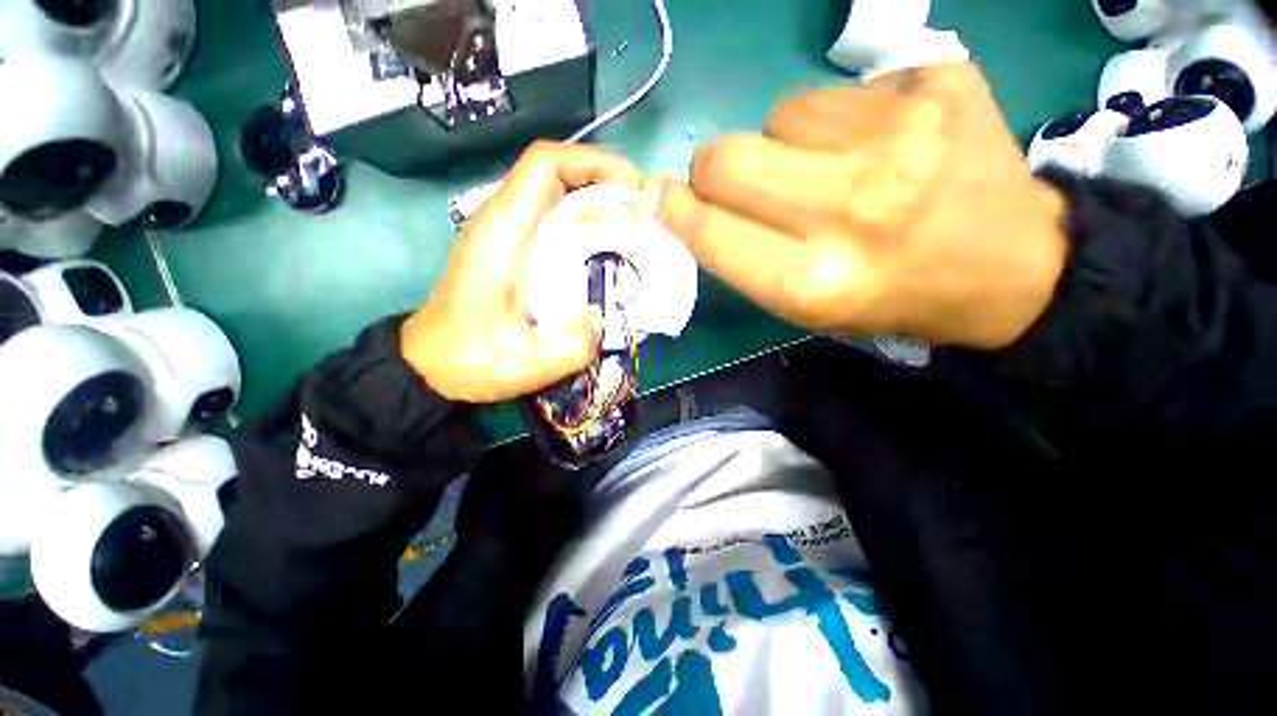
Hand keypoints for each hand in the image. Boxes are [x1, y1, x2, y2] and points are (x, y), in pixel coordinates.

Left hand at [401, 142, 641, 402]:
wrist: (430, 366)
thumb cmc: (467, 360)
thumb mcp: (524, 365)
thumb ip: (571, 347)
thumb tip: (604, 318)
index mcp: (501, 235)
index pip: (544, 166)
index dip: (592, 161)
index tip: (633, 185)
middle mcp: (501, 223)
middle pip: (554, 173)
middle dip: (603, 179)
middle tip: (642, 209)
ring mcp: (505, 234)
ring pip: (554, 193)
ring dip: (595, 199)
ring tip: (631, 225)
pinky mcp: (510, 249)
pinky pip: (552, 219)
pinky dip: (583, 222)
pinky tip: (605, 249)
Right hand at [656, 63, 1069, 349]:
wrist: (1012, 265)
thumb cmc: (891, 297)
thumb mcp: (805, 306)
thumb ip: (741, 256)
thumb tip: (683, 204)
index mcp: (812, 281)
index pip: (709, 231)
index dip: (675, 210)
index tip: (660, 197)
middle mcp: (849, 210)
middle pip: (725, 159)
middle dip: (715, 171)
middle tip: (742, 182)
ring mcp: (899, 137)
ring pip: (777, 114)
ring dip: (783, 144)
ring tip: (830, 169)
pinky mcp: (936, 84)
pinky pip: (837, 91)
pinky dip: (837, 119)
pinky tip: (879, 144)